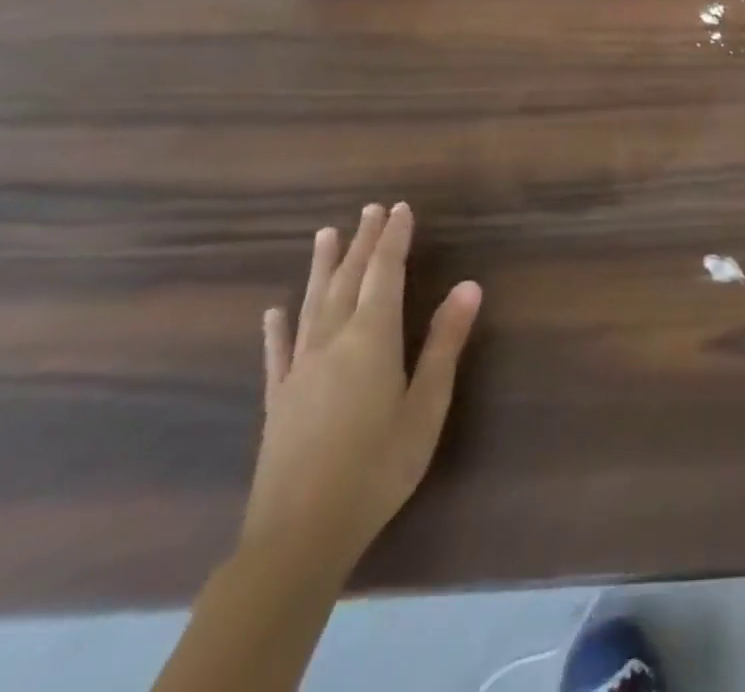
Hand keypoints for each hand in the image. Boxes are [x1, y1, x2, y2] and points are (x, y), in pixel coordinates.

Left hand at [242, 203, 481, 578]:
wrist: (299, 536)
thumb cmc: (378, 466)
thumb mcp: (427, 405)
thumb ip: (445, 342)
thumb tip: (469, 285)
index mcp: (371, 338)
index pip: (384, 274)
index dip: (394, 239)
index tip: (400, 208)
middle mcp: (332, 342)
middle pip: (348, 280)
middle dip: (363, 242)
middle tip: (372, 209)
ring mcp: (298, 370)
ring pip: (312, 304)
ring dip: (322, 267)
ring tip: (327, 234)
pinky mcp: (278, 400)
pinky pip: (278, 352)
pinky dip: (278, 327)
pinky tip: (275, 311)